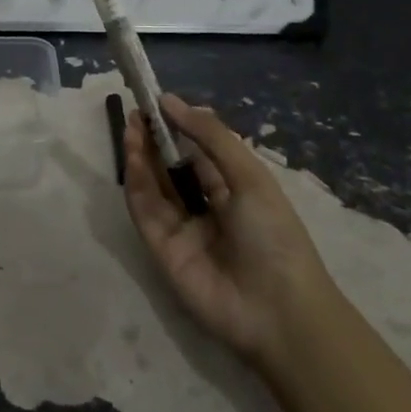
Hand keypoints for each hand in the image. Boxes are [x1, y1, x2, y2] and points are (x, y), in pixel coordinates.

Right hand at [123, 94, 334, 367]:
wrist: (278, 311)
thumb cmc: (274, 235)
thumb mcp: (249, 176)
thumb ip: (210, 136)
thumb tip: (171, 101)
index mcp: (232, 191)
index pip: (197, 153)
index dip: (178, 128)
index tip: (157, 102)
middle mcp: (203, 208)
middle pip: (170, 168)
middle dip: (153, 139)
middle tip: (137, 110)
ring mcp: (180, 230)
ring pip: (153, 186)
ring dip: (140, 155)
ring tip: (132, 124)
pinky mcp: (161, 249)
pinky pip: (145, 210)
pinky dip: (136, 181)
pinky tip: (133, 154)